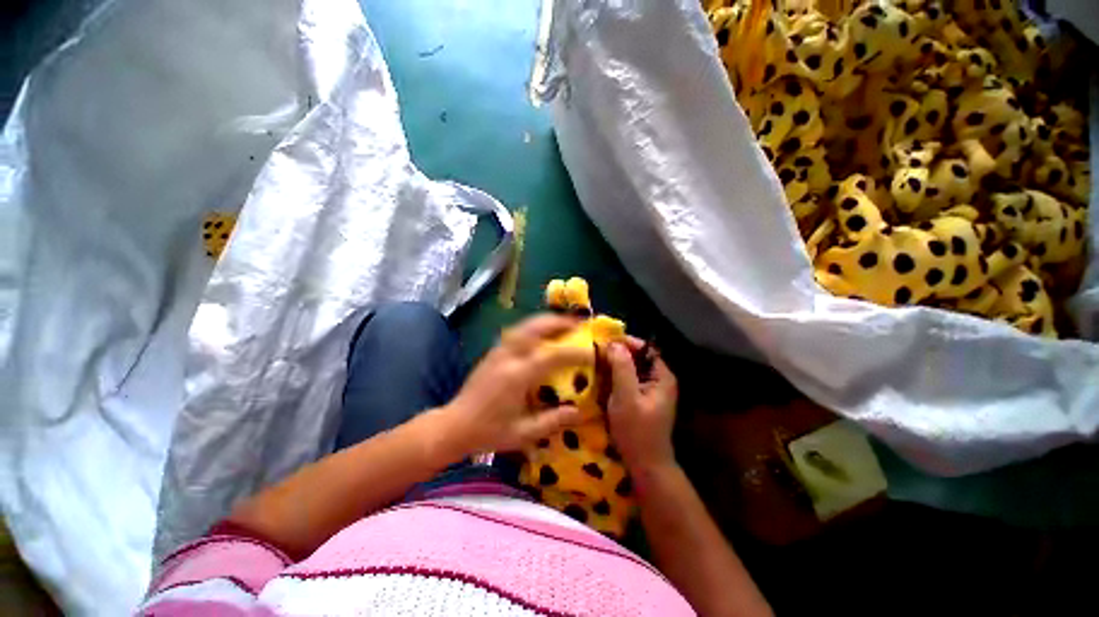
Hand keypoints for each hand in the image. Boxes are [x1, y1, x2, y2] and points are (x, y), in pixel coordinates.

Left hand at [440, 314, 589, 454]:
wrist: (454, 426)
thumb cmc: (489, 432)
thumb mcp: (523, 433)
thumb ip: (552, 421)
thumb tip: (578, 412)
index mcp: (517, 376)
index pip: (552, 356)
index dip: (575, 352)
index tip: (592, 352)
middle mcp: (508, 357)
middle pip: (535, 328)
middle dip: (558, 322)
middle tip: (577, 323)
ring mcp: (498, 351)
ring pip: (524, 326)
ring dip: (545, 321)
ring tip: (562, 323)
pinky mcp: (493, 352)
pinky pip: (516, 332)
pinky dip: (532, 327)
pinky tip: (540, 333)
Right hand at [606, 339, 678, 472]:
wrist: (646, 465)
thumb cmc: (637, 431)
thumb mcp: (627, 397)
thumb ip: (622, 368)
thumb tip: (614, 344)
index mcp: (662, 376)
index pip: (645, 348)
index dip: (625, 342)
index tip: (604, 342)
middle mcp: (659, 379)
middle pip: (637, 357)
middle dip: (617, 354)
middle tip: (595, 354)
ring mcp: (650, 390)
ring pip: (630, 369)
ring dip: (614, 366)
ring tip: (595, 364)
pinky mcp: (641, 399)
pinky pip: (627, 381)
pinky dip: (614, 378)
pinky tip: (601, 381)